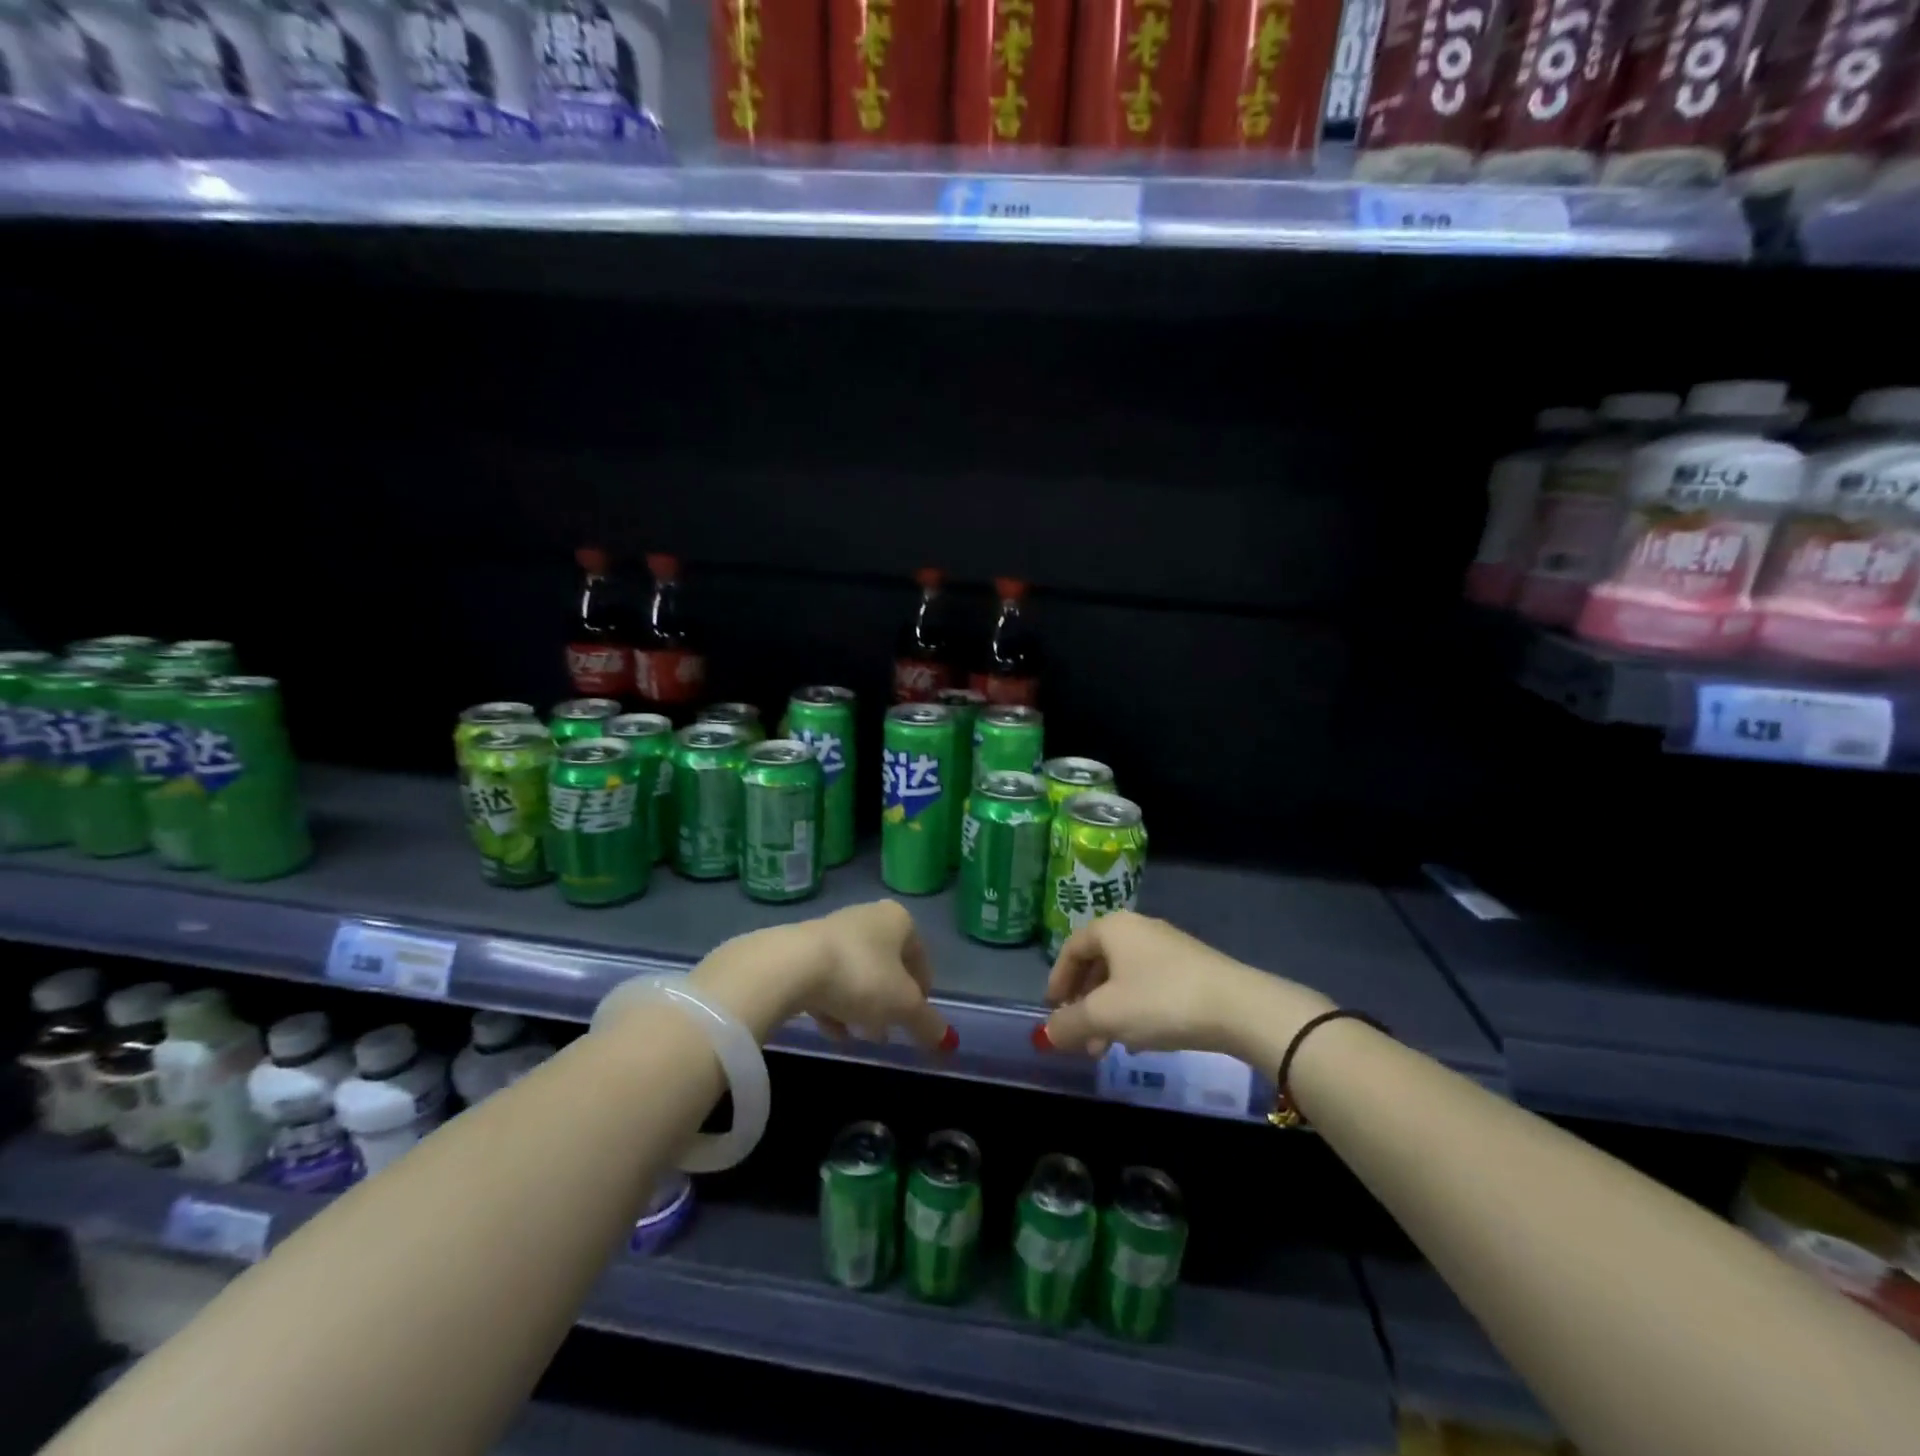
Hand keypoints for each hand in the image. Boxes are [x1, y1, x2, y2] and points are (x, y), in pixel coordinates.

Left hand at [687, 901, 953, 1054]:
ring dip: (860, 1004)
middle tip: (888, 1030)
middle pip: (886, 964)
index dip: (922, 990)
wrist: (790, 965)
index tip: (917, 1018)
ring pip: (856, 973)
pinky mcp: (801, 948)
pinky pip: (827, 978)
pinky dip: (833, 1003)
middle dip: (888, 1000)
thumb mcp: (903, 1006)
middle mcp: (867, 917)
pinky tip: (831, 1029)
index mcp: (898, 920)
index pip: (920, 955)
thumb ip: (927, 1023)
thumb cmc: (860, 976)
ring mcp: (832, 930)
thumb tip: (947, 1041)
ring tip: (858, 1034)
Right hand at [1039, 910, 1330, 1065]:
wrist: (1238, 1007)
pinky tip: (1141, 1041)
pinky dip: (1135, 1010)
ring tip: (1107, 1047)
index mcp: (1113, 928)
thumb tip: (1048, 1032)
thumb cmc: (1160, 1001)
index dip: (1057, 980)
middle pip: (1098, 963)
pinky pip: (1149, 985)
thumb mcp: (1105, 1016)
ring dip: (1109, 1011)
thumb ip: (1070, 1024)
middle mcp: (1138, 929)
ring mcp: (1168, 947)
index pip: (1072, 948)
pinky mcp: (1192, 968)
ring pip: (1124, 978)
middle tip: (1080, 1036)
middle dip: (1084, 1002)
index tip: (1052, 1011)